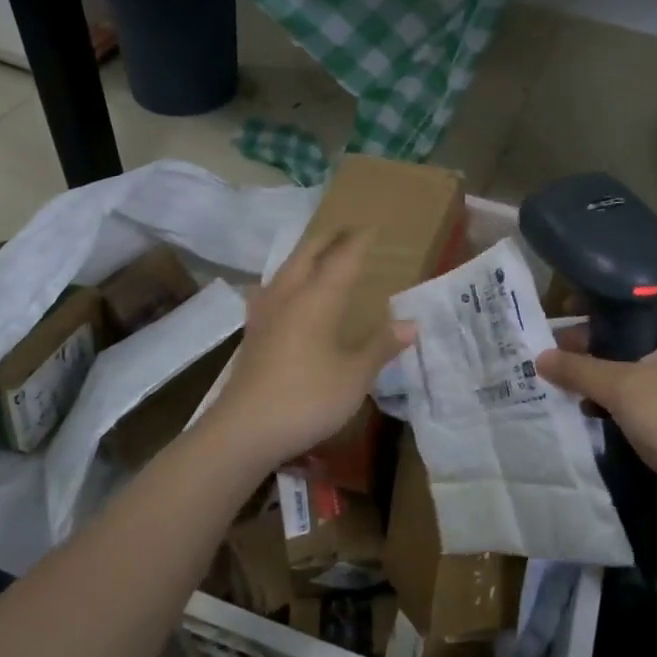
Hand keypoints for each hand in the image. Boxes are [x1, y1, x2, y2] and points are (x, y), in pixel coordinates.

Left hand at [202, 228, 413, 473]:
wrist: (245, 429)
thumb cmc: (308, 399)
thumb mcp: (355, 376)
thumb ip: (381, 346)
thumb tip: (411, 323)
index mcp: (318, 298)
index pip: (343, 258)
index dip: (359, 241)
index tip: (372, 227)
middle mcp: (289, 296)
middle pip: (307, 253)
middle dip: (328, 238)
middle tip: (347, 231)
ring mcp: (265, 313)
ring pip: (285, 269)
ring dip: (304, 255)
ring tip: (317, 254)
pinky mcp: (252, 332)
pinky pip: (270, 291)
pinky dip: (284, 281)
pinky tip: (280, 292)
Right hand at [536, 302, 656, 503]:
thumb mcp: (622, 387)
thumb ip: (578, 369)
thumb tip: (538, 357)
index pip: (638, 300)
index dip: (602, 301)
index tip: (567, 307)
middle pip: (631, 335)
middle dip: (593, 342)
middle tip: (558, 349)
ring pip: (632, 368)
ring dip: (600, 373)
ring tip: (565, 379)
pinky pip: (638, 397)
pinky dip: (614, 400)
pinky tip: (588, 409)